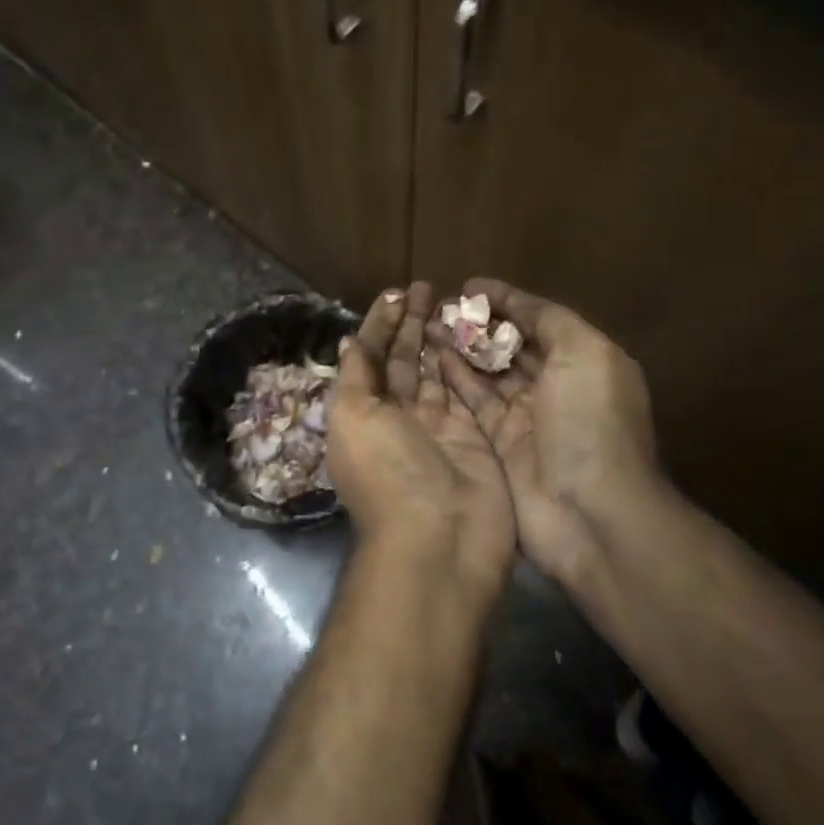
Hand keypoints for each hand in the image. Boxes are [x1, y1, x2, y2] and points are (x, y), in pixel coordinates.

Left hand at [328, 282, 516, 597]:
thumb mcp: (353, 417)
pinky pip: (466, 391)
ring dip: (436, 337)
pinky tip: (468, 335)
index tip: (394, 293)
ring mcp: (437, 428)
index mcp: (361, 415)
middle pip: (402, 362)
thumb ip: (355, 376)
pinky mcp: (473, 436)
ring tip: (447, 301)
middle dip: (408, 325)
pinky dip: (464, 364)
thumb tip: (351, 341)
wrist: (440, 537)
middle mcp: (396, 419)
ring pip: (434, 372)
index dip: (378, 326)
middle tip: (425, 287)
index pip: (368, 359)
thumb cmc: (387, 471)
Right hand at [433, 279, 665, 592]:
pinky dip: (454, 380)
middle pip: (510, 346)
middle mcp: (554, 387)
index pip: (538, 320)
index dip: (505, 301)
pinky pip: (472, 403)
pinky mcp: (498, 444)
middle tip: (438, 307)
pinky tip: (431, 359)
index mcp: (582, 362)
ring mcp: (525, 418)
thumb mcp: (585, 354)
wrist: (589, 512)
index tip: (468, 286)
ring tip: (427, 327)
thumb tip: (514, 302)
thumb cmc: (590, 422)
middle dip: (478, 324)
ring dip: (460, 348)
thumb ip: (551, 321)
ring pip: (486, 373)